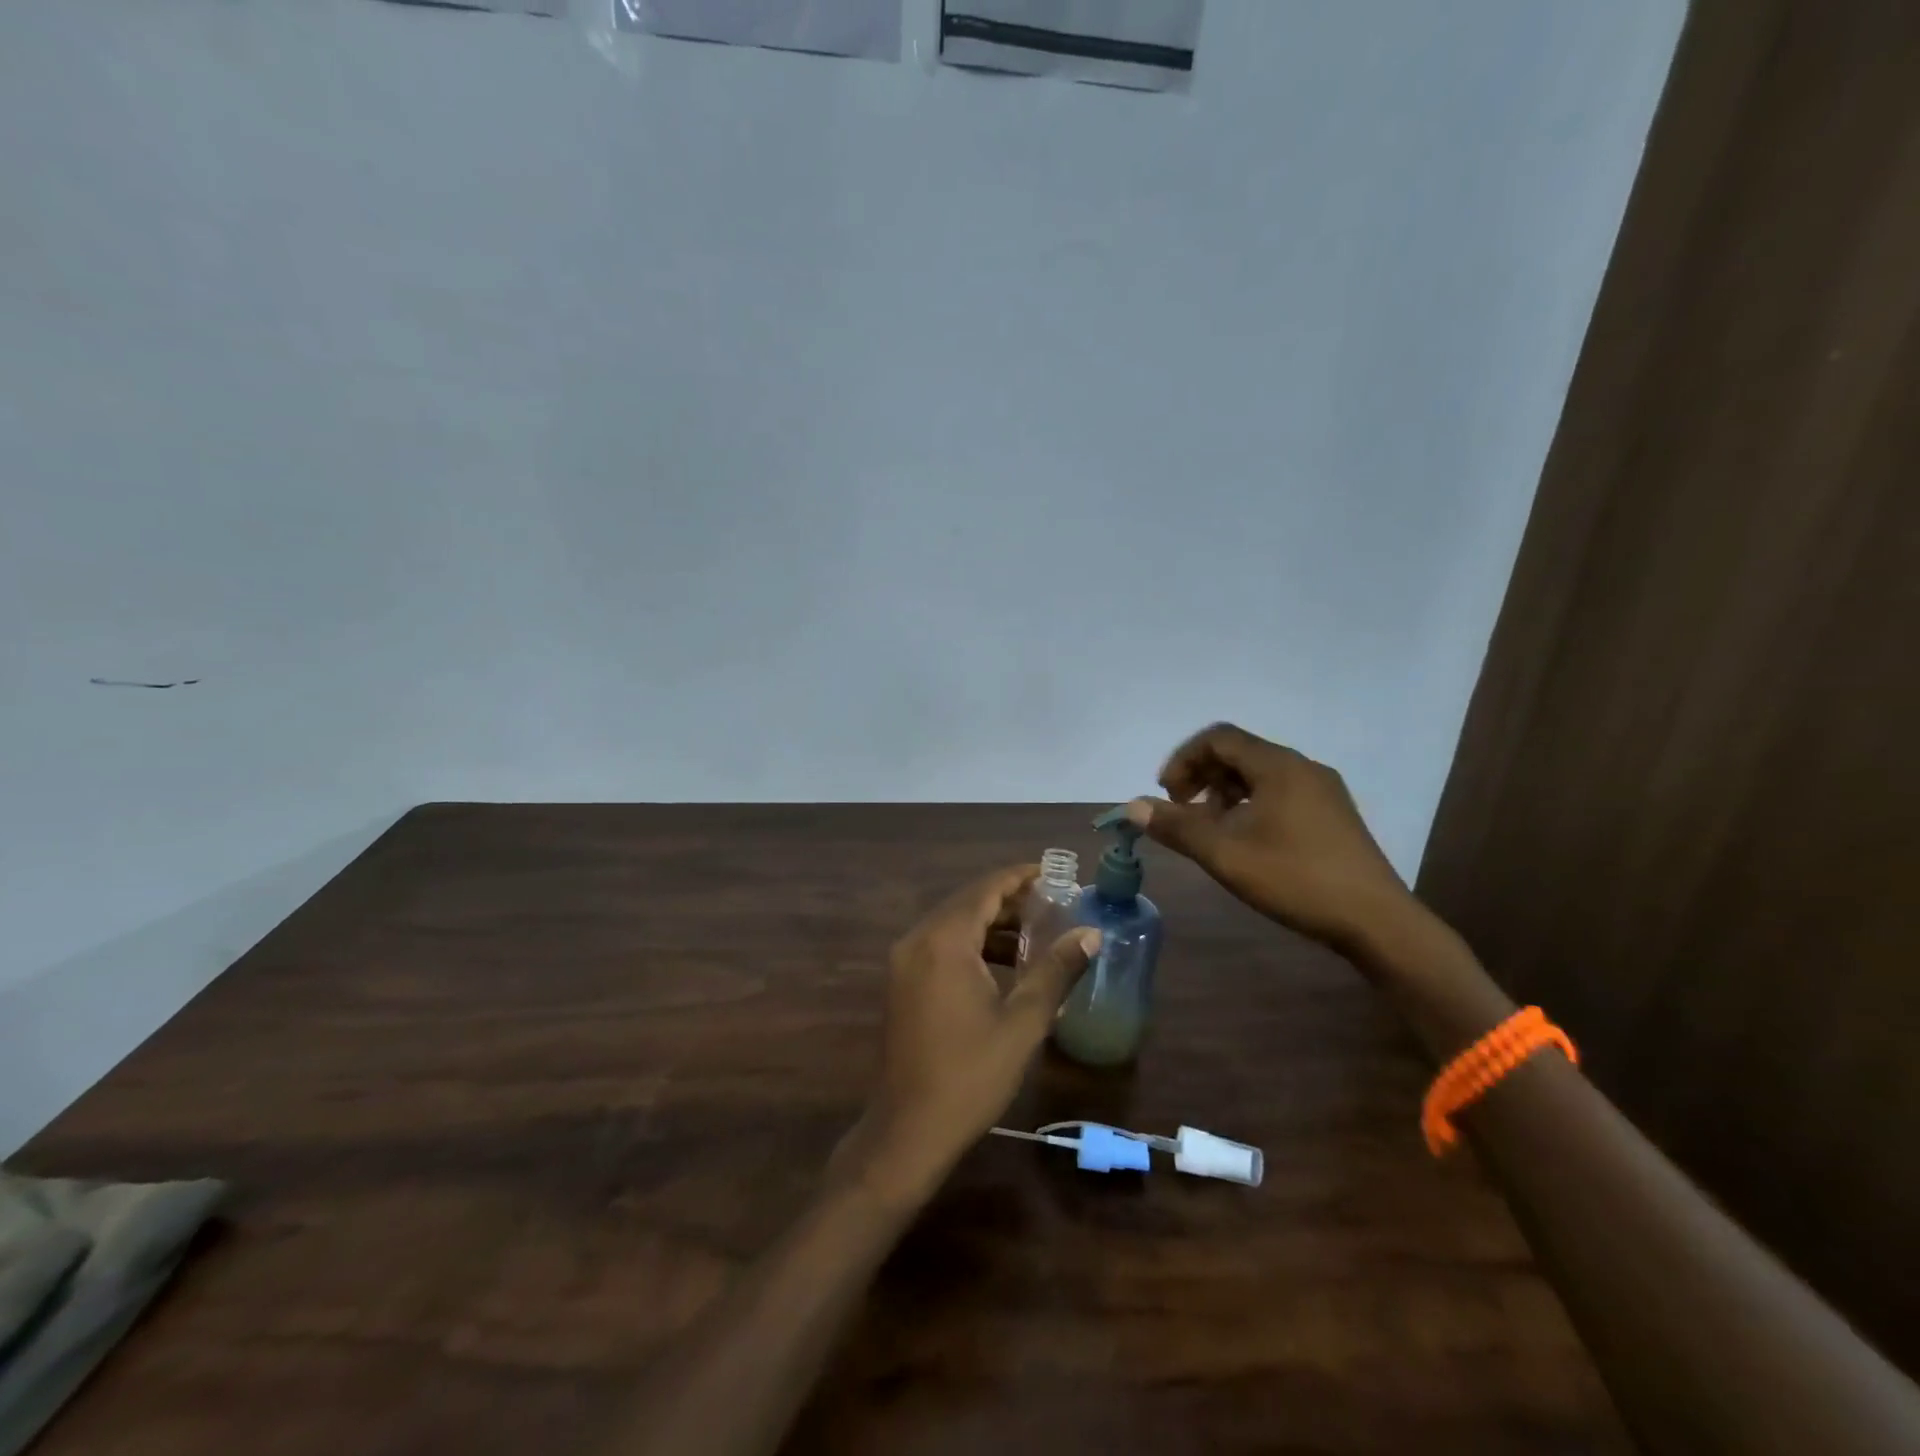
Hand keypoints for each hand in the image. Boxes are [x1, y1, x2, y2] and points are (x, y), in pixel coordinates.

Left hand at [838, 865, 1098, 1197]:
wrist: (909, 1130)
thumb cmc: (970, 1075)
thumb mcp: (1023, 1022)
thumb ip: (1056, 971)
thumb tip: (1091, 934)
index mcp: (944, 941)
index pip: (985, 889)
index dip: (1020, 877)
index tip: (1053, 873)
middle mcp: (918, 940)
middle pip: (968, 902)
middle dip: (1010, 901)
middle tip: (1054, 904)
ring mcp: (905, 962)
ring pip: (954, 924)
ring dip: (992, 924)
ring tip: (1038, 933)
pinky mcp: (903, 982)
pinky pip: (941, 946)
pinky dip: (973, 945)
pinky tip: (1005, 965)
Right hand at [1128, 722, 1414, 956]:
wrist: (1377, 921)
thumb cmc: (1296, 878)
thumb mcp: (1225, 854)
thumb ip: (1176, 826)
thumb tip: (1132, 806)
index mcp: (1278, 766)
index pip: (1219, 737)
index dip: (1183, 759)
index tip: (1166, 794)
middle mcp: (1302, 767)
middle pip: (1239, 753)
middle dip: (1202, 776)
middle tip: (1182, 812)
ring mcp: (1323, 790)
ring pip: (1259, 775)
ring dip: (1224, 793)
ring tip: (1210, 830)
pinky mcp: (1333, 815)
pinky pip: (1280, 793)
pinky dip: (1250, 805)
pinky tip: (1245, 841)